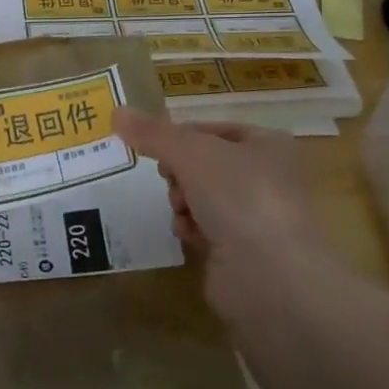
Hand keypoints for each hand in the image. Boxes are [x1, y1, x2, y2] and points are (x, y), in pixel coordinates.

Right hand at [113, 107, 345, 319]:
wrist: (272, 276)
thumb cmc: (240, 196)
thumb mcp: (191, 152)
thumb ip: (153, 133)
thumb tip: (117, 112)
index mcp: (268, 144)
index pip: (213, 129)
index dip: (180, 135)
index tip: (154, 147)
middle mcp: (267, 177)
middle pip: (203, 163)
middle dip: (179, 172)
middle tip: (169, 178)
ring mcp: (257, 216)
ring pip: (201, 196)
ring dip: (181, 201)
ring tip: (181, 210)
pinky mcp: (243, 251)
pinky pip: (205, 229)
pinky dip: (191, 229)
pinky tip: (188, 235)